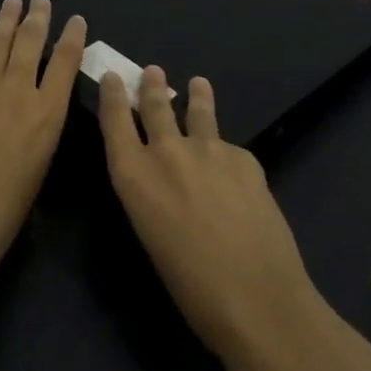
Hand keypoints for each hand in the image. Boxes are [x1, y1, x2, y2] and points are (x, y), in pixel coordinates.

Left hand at [0, 0, 86, 286]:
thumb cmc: (5, 211)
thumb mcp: (40, 166)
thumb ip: (42, 127)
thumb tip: (39, 104)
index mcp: (48, 115)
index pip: (66, 63)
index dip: (73, 37)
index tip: (76, 19)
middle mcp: (18, 93)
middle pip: (30, 43)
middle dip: (38, 17)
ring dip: (7, 19)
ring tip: (13, 1)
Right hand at [97, 67, 330, 370]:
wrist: (257, 299)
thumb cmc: (191, 286)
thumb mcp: (151, 234)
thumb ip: (150, 194)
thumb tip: (160, 177)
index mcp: (133, 176)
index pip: (114, 120)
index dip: (112, 95)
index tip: (114, 77)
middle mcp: (166, 152)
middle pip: (155, 107)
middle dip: (152, 87)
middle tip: (153, 71)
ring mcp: (209, 149)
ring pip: (198, 113)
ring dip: (195, 96)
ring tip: (198, 84)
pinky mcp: (245, 158)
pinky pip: (230, 149)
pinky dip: (227, 154)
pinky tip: (235, 172)